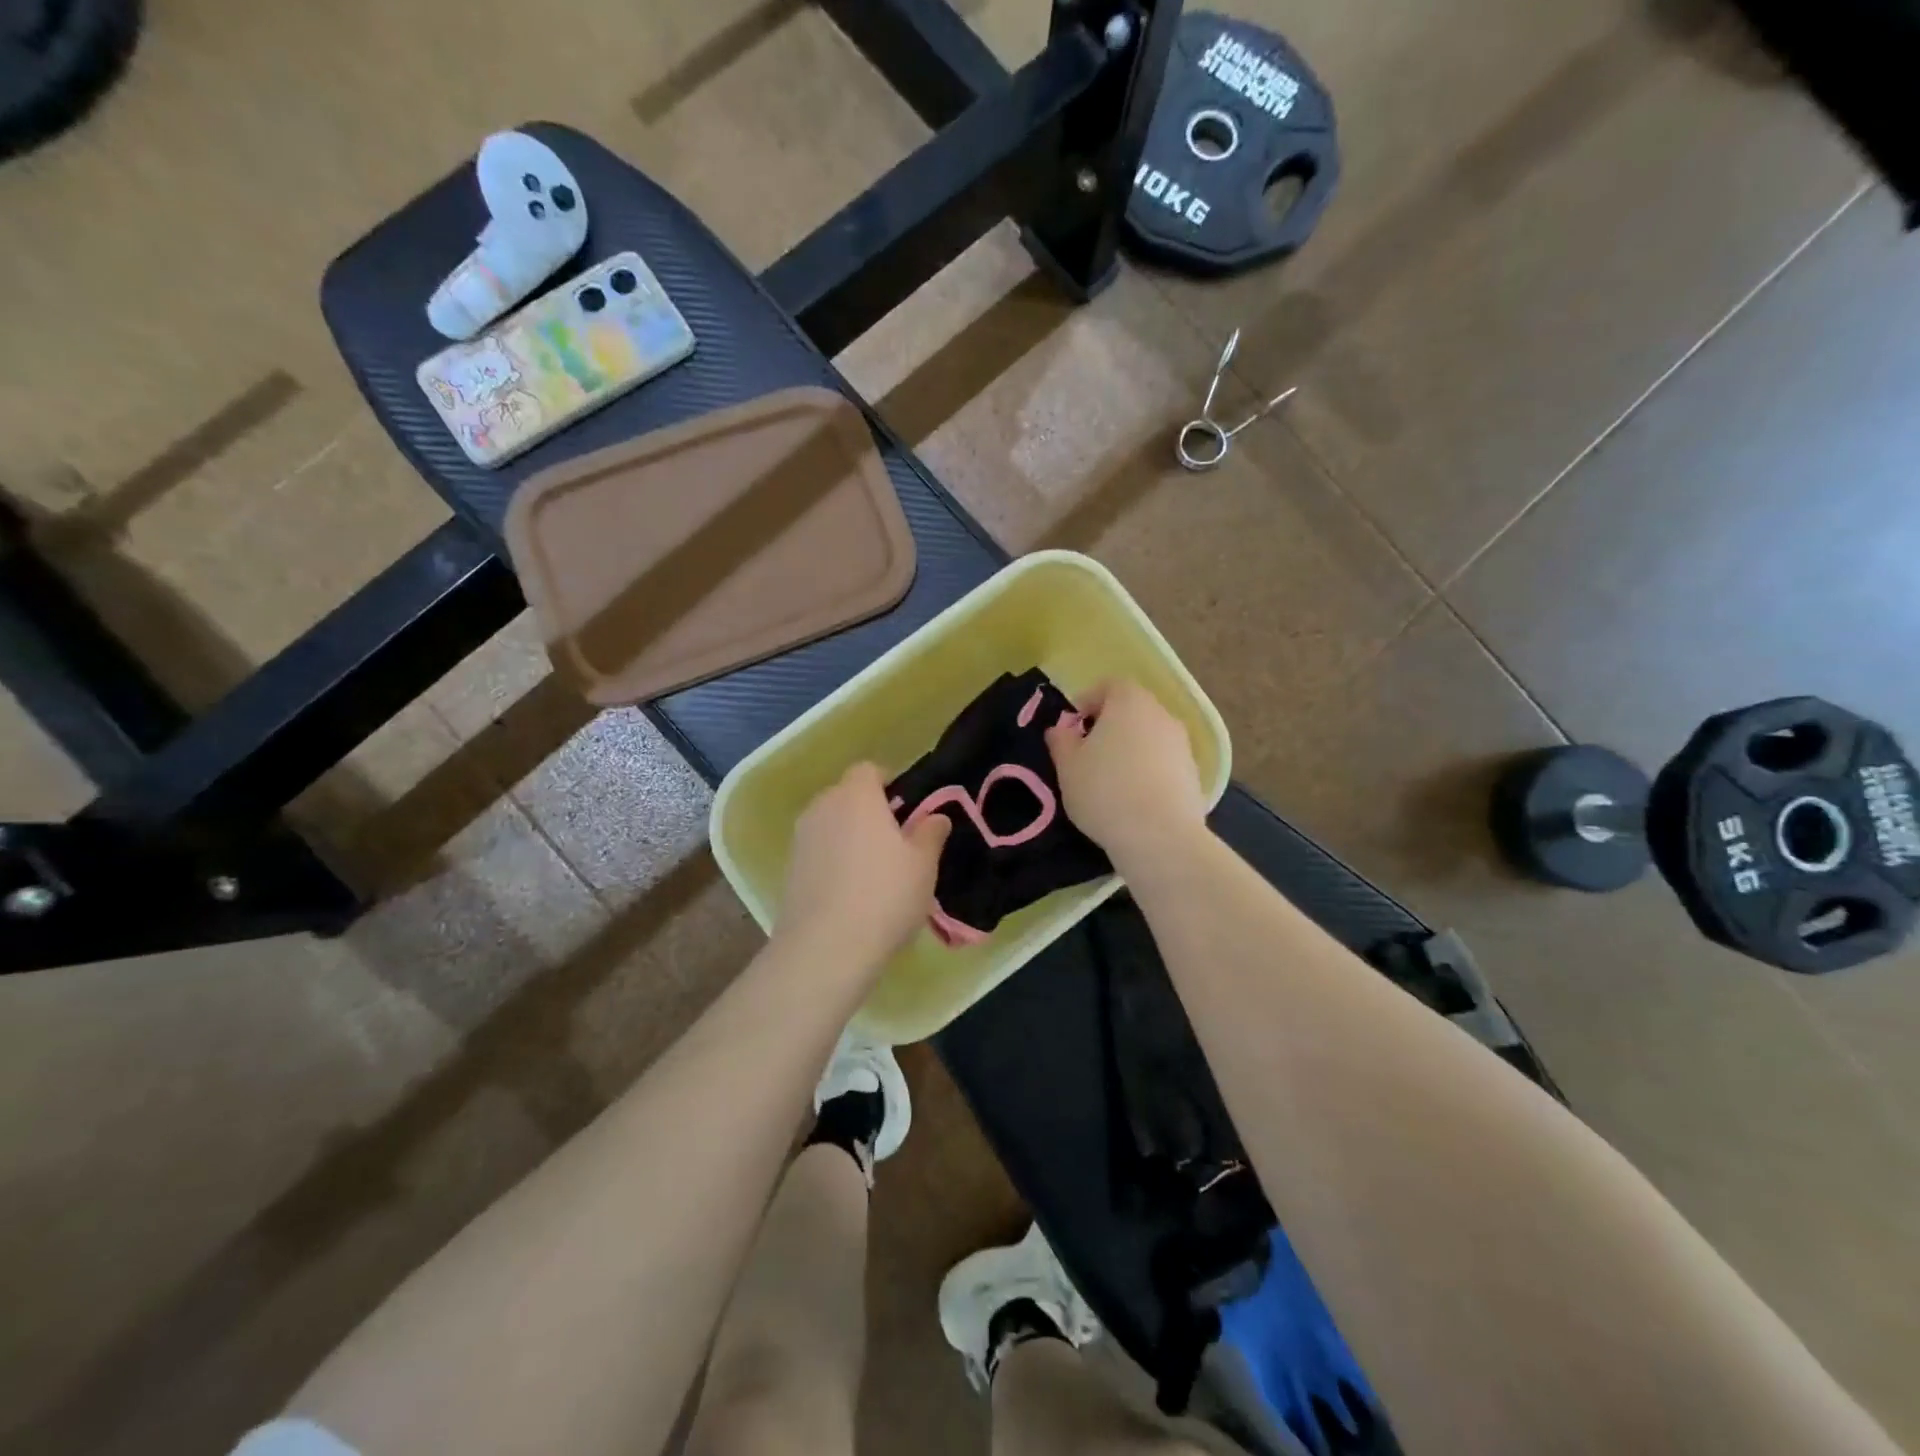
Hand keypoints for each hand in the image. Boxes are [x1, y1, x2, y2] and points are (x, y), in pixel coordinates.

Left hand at [777, 762, 950, 967]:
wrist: (825, 948)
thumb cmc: (885, 895)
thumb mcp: (923, 865)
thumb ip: (930, 833)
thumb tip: (936, 817)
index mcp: (856, 795)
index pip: (869, 770)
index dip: (889, 784)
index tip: (907, 811)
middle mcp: (823, 807)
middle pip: (847, 796)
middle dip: (869, 811)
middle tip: (896, 844)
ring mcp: (801, 838)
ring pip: (831, 825)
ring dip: (849, 837)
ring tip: (873, 873)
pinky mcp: (789, 868)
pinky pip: (818, 851)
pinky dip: (833, 861)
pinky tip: (850, 893)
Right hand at [1046, 679, 1207, 871]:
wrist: (1160, 836)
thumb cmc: (1105, 791)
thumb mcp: (1067, 766)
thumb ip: (1060, 740)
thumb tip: (1060, 729)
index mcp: (1129, 702)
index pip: (1109, 685)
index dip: (1088, 702)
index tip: (1072, 729)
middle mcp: (1161, 714)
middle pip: (1132, 710)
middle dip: (1109, 726)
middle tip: (1088, 754)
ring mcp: (1182, 744)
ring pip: (1149, 737)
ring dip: (1131, 750)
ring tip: (1111, 781)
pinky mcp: (1194, 774)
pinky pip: (1164, 763)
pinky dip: (1148, 771)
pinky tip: (1134, 799)